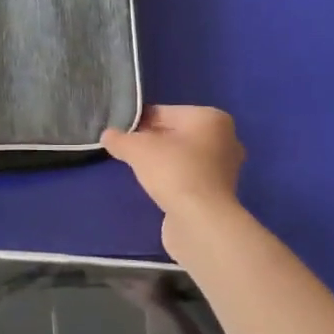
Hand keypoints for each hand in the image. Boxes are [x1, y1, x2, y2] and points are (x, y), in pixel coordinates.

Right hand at [101, 106, 244, 220]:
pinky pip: (190, 176)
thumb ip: (120, 139)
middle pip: (177, 134)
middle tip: (127, 152)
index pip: (165, 112)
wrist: (201, 221)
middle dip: (152, 141)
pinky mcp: (220, 192)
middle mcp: (225, 138)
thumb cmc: (173, 171)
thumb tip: (108, 135)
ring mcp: (225, 167)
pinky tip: (157, 187)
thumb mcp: (138, 149)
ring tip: (140, 170)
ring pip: (184, 156)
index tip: (120, 134)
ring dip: (163, 161)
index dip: (139, 122)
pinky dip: (174, 179)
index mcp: (211, 118)